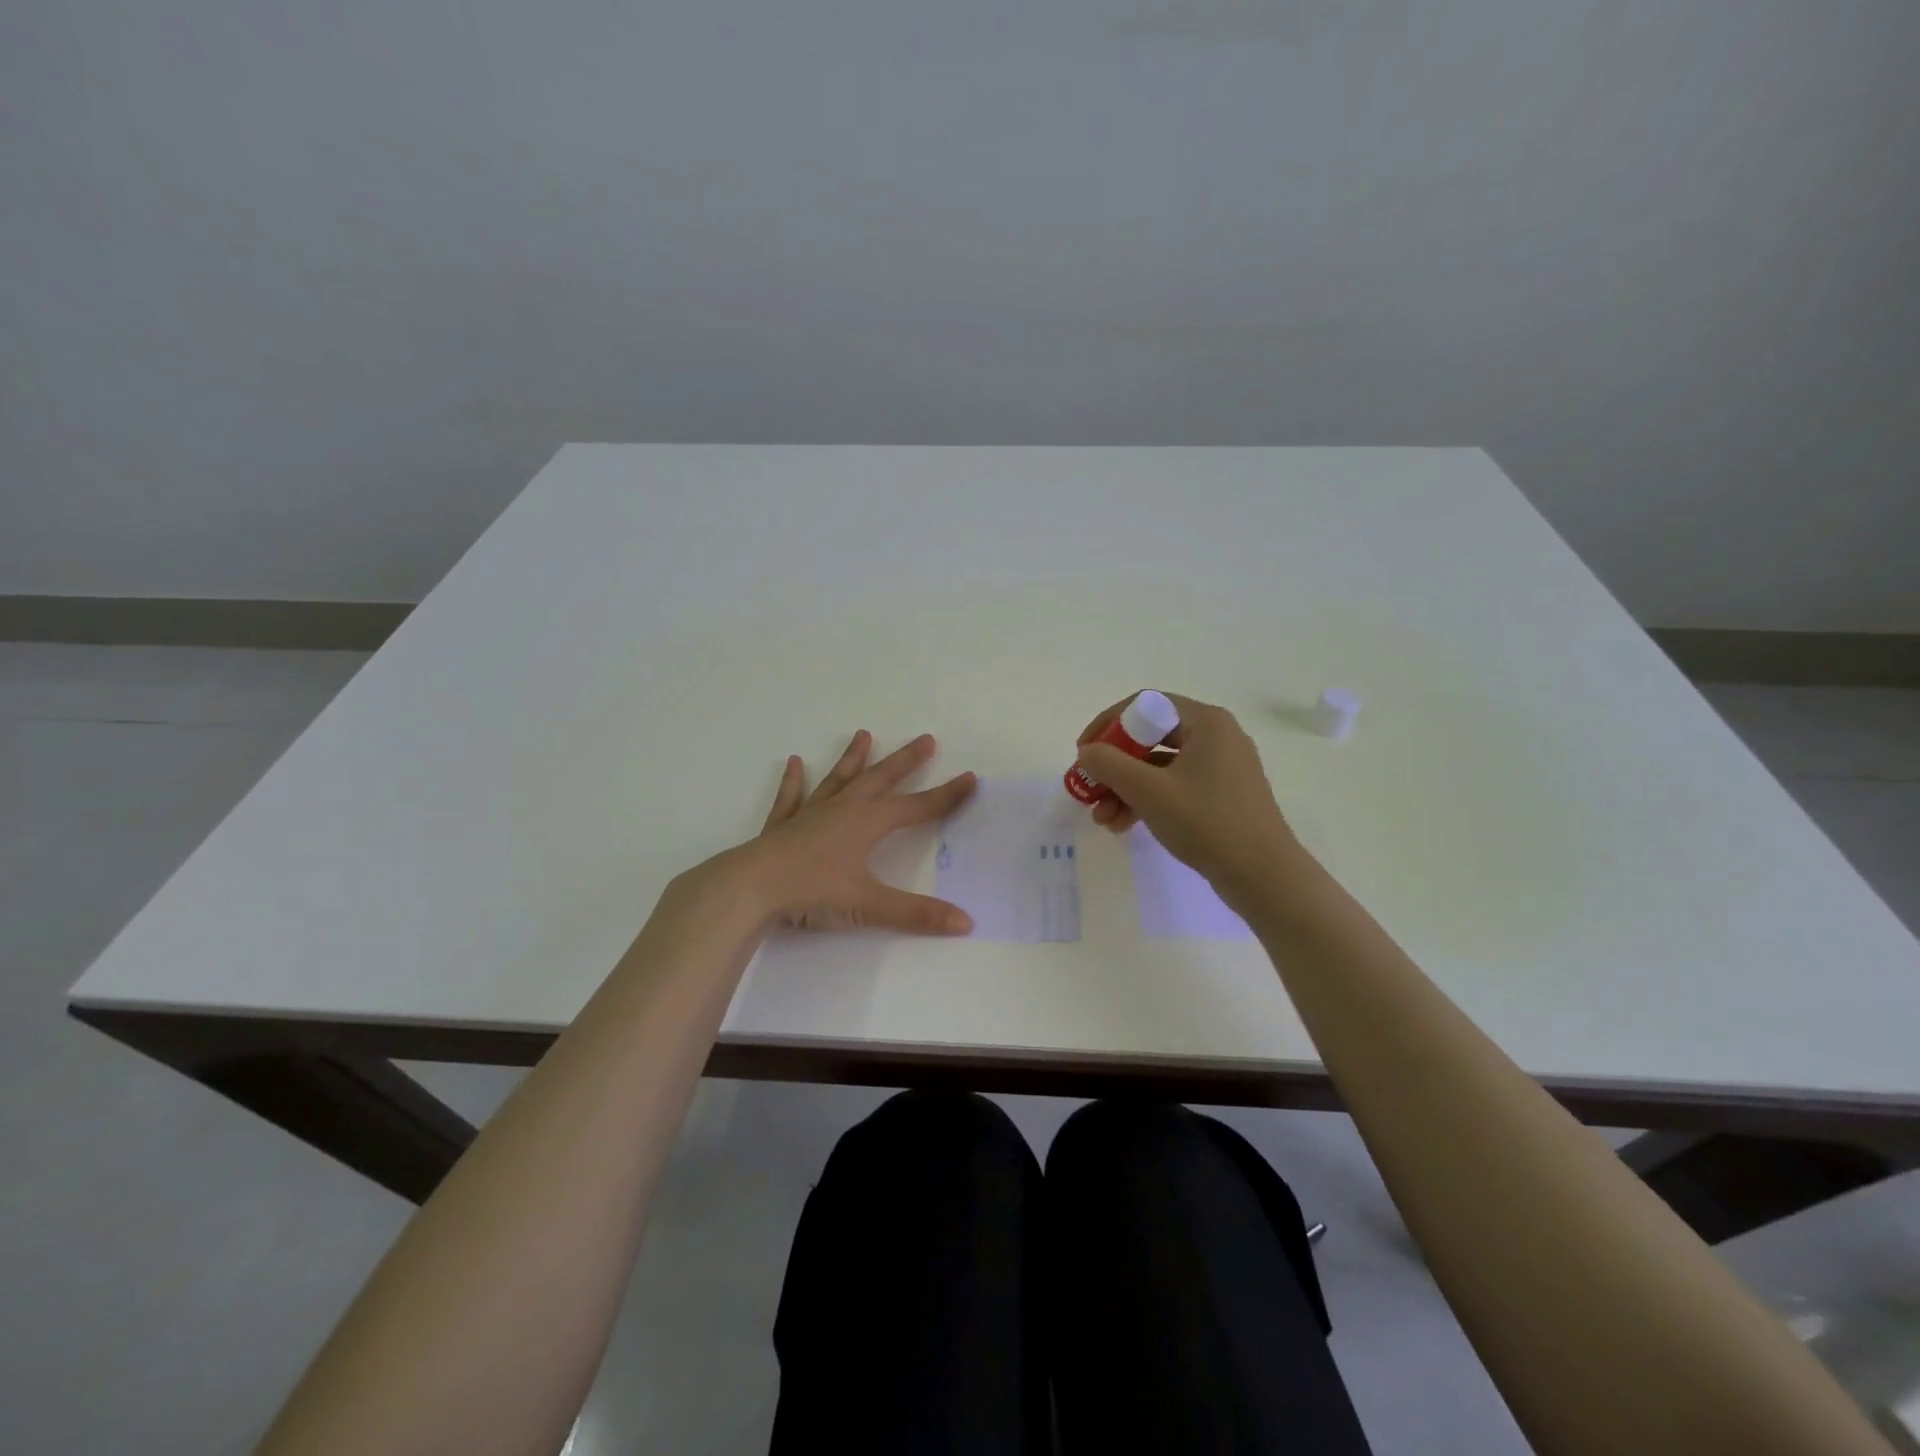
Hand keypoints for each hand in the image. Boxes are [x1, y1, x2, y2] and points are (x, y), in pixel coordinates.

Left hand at [730, 730, 977, 934]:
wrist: (750, 888)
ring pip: (838, 780)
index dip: (946, 795)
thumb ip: (917, 914)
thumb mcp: (868, 904)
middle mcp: (843, 810)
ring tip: (863, 734)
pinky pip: (791, 798)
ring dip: (852, 759)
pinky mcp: (782, 827)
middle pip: (880, 779)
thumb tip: (966, 923)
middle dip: (905, 761)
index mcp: (867, 823)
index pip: (916, 807)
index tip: (970, 778)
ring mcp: (810, 815)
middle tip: (926, 739)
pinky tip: (795, 763)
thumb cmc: (812, 891)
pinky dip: (794, 781)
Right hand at [1076, 692, 1300, 897]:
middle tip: (1088, 787)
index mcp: (1206, 722)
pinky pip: (1175, 786)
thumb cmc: (1207, 822)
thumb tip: (1087, 752)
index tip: (1083, 752)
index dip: (1107, 724)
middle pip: (1150, 737)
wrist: (1264, 876)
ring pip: (1159, 766)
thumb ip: (1109, 765)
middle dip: (1114, 766)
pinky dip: (1148, 801)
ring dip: (1126, 788)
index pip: (1145, 704)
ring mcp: (1222, 767)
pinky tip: (1123, 825)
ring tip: (1102, 819)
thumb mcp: (1149, 791)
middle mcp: (1216, 736)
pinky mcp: (1222, 795)